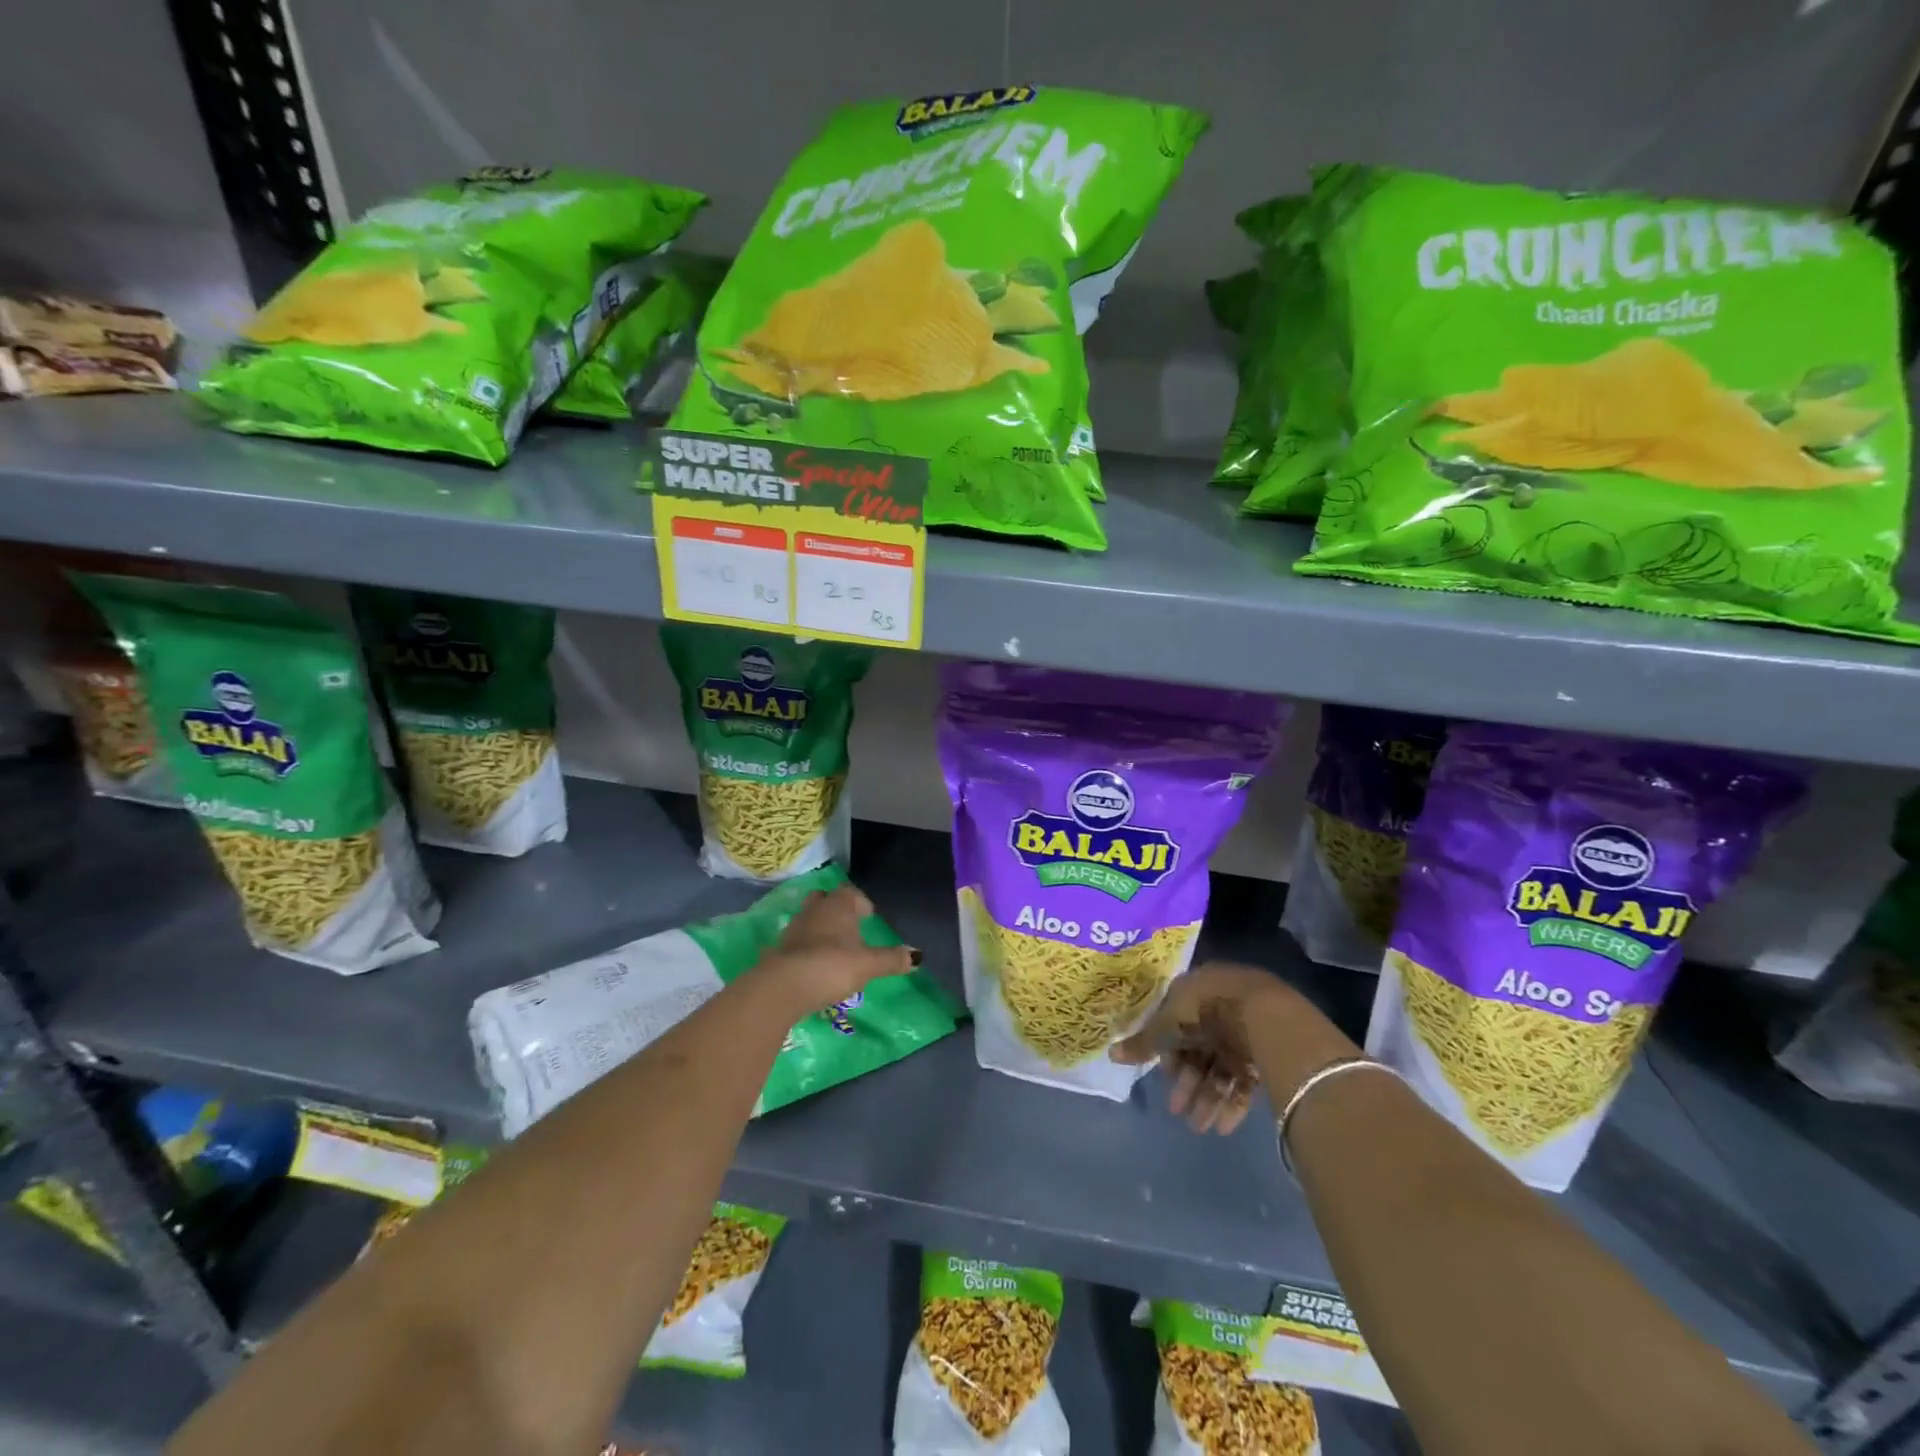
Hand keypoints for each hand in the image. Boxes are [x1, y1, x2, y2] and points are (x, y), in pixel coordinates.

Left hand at [755, 884, 918, 1014]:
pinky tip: (813, 965)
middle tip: (849, 927)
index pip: (850, 892)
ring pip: (809, 918)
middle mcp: (815, 910)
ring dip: (820, 928)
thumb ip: (892, 959)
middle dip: (836, 909)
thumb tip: (918, 955)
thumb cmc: (833, 966)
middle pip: (825, 899)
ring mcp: (794, 928)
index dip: (860, 902)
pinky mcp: (779, 949)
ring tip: (833, 948)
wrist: (784, 985)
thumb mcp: (868, 965)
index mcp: (838, 906)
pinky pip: (796, 941)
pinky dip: (805, 948)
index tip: (868, 916)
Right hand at [1112, 962, 1337, 1134]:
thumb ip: (1143, 1043)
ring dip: (1208, 1099)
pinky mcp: (1264, 1053)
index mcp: (1194, 995)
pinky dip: (1232, 1103)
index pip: (1176, 1025)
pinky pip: (1244, 1080)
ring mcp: (1243, 1033)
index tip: (1163, 1078)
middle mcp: (1217, 1012)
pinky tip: (1222, 1127)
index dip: (1168, 1054)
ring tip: (1199, 1128)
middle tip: (1177, 1112)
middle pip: (1198, 1051)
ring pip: (1220, 1069)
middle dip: (1188, 1084)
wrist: (1264, 1014)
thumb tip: (1111, 1053)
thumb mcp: (1167, 1026)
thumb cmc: (1206, 1011)